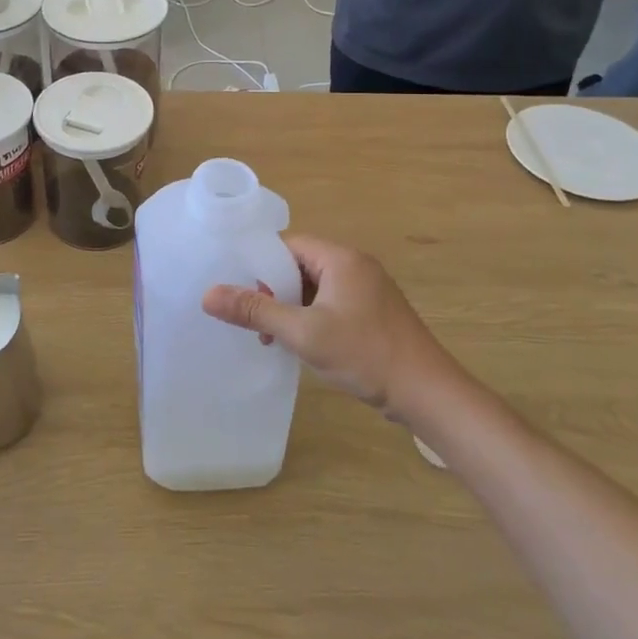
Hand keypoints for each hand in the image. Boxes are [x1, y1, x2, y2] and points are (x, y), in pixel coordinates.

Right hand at [202, 236, 460, 419]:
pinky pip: (332, 304)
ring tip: (272, 337)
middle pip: (300, 265)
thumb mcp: (304, 333)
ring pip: (315, 288)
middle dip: (274, 290)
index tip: (239, 290)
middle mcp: (355, 266)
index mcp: (341, 258)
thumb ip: (256, 312)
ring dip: (292, 308)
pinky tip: (302, 345)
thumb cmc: (365, 354)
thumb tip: (208, 295)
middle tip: (253, 319)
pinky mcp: (374, 314)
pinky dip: (312, 318)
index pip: (288, 244)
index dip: (260, 264)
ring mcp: (368, 291)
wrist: (429, 394)